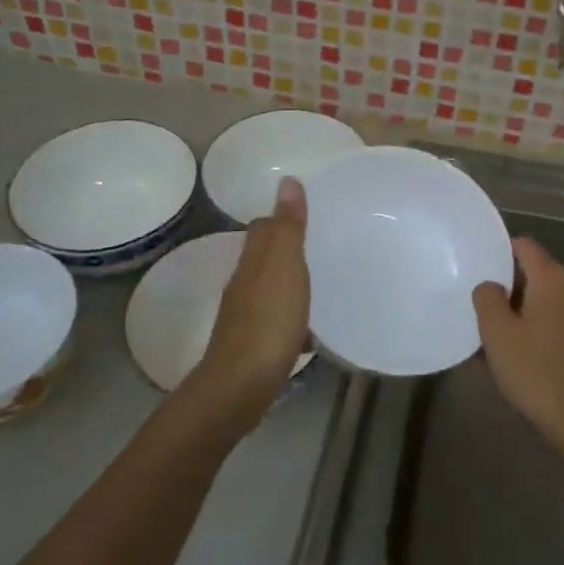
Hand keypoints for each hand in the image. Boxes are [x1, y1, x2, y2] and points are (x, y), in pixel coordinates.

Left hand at [186, 177, 310, 434]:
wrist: (242, 384)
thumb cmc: (269, 319)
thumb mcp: (284, 265)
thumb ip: (287, 226)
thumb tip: (287, 180)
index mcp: (252, 262)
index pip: (262, 228)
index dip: (281, 219)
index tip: (307, 215)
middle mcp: (244, 285)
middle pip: (264, 258)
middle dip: (287, 251)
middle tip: (320, 248)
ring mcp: (245, 317)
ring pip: (270, 290)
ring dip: (290, 285)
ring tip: (321, 286)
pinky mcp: (253, 345)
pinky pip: (276, 321)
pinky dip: (292, 319)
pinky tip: (310, 331)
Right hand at [471, 238, 563, 464]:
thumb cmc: (538, 373)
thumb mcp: (498, 335)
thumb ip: (487, 299)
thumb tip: (490, 285)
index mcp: (554, 279)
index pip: (525, 246)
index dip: (500, 251)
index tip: (480, 266)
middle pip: (539, 273)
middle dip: (512, 286)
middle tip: (485, 307)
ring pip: (553, 300)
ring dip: (529, 311)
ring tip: (504, 335)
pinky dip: (546, 329)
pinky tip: (530, 355)